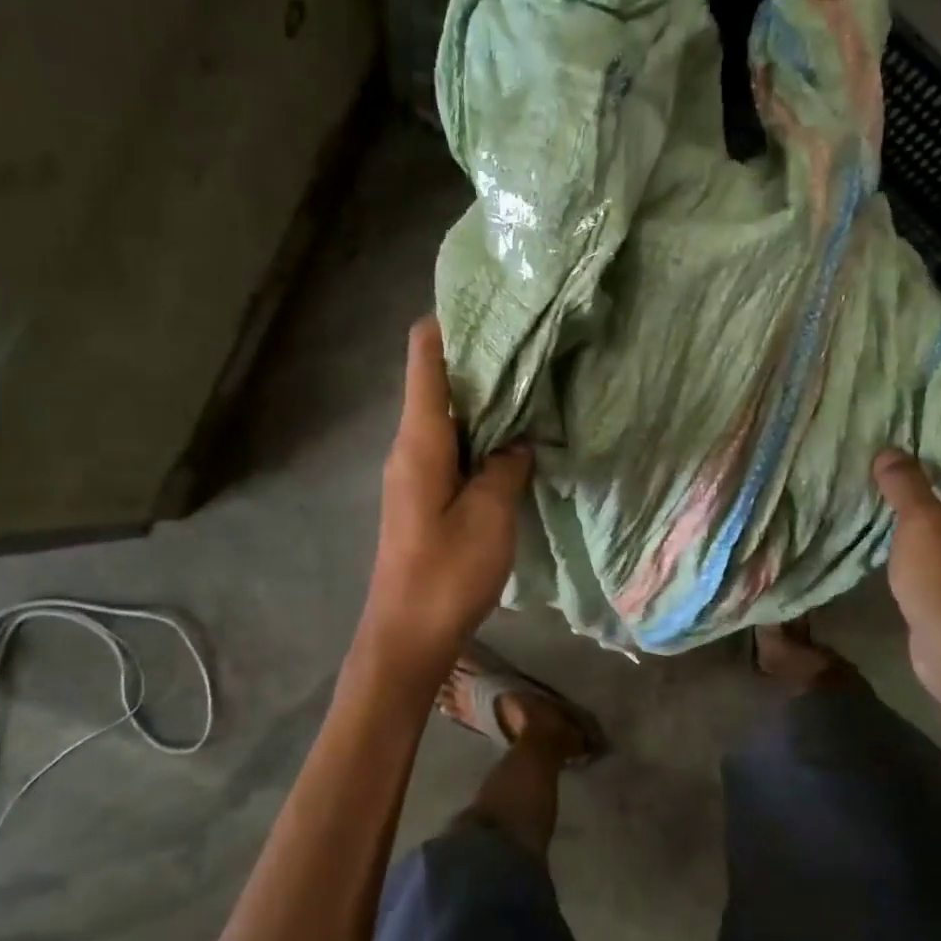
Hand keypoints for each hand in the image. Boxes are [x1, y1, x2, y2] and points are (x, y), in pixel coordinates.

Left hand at [357, 316, 532, 679]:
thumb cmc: (446, 574)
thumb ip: (506, 468)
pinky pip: (454, 448)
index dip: (450, 322)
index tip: (494, 305)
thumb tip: (517, 440)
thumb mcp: (490, 516)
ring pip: (450, 416)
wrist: (406, 636)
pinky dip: (483, 435)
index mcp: (420, 440)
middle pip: (439, 382)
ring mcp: (416, 471)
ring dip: (486, 400)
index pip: (424, 358)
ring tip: (533, 382)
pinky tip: (516, 439)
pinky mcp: (425, 496)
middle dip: (481, 359)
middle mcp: (411, 446)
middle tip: (533, 342)